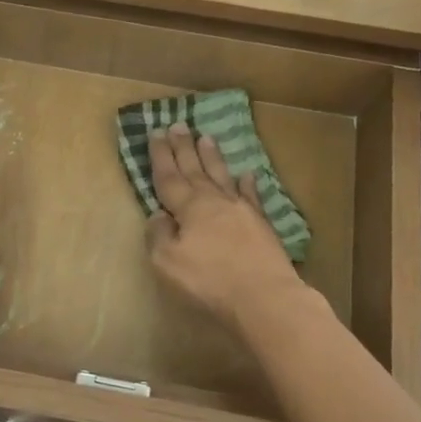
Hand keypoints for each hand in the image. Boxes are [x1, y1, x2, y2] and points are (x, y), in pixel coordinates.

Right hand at [146, 124, 304, 331]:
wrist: (264, 296)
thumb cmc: (210, 281)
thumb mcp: (167, 262)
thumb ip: (158, 235)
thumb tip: (158, 215)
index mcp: (189, 208)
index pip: (169, 177)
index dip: (161, 156)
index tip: (155, 132)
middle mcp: (214, 201)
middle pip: (195, 169)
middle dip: (184, 147)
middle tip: (178, 124)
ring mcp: (241, 210)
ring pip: (222, 176)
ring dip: (212, 157)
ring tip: (206, 136)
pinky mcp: (261, 224)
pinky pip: (252, 196)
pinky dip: (248, 184)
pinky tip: (247, 174)